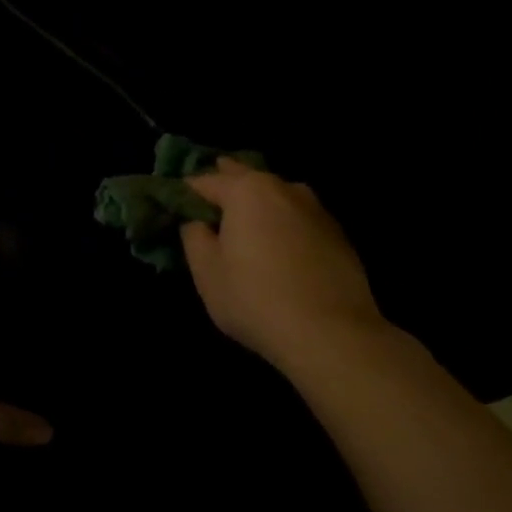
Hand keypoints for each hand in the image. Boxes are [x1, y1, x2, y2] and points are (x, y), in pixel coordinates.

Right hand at [180, 158, 385, 373]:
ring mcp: (316, 209)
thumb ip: (194, 236)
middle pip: (245, 178)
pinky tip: (277, 245)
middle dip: (224, 186)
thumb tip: (196, 222)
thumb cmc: (255, 298)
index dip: (184, 194)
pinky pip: (297, 218)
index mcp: (246, 191)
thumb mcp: (206, 271)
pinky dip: (282, 223)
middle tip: (206, 204)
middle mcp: (283, 188)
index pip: (204, 181)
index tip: (173, 210)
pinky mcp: (338, 234)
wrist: (331, 334)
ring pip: (276, 195)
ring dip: (257, 203)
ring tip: (243, 222)